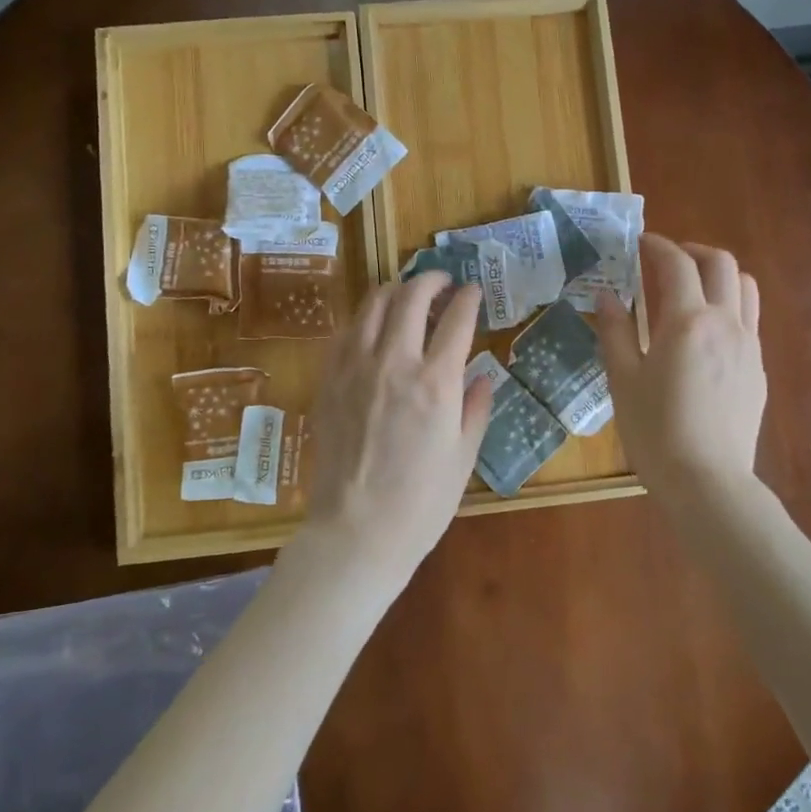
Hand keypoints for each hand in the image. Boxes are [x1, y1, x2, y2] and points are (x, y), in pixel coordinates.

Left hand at [298, 271, 493, 586]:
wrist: (357, 531)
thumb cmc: (421, 502)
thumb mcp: (464, 457)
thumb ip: (475, 409)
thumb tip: (482, 377)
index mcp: (436, 382)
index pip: (456, 319)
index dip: (468, 298)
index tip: (473, 292)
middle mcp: (394, 363)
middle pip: (411, 297)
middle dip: (430, 279)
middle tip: (441, 281)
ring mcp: (355, 368)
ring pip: (373, 305)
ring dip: (394, 289)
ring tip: (406, 293)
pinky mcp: (328, 381)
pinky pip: (345, 332)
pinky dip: (364, 318)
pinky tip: (372, 326)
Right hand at [596, 235, 765, 491]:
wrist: (707, 482)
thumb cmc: (655, 431)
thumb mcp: (623, 379)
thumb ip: (615, 331)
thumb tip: (606, 296)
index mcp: (687, 321)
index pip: (677, 264)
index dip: (658, 245)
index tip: (641, 243)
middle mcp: (725, 323)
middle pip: (721, 264)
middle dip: (693, 251)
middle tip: (667, 260)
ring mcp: (748, 346)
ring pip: (745, 287)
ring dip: (719, 274)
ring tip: (693, 287)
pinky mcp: (758, 369)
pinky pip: (749, 319)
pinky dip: (729, 305)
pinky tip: (706, 331)